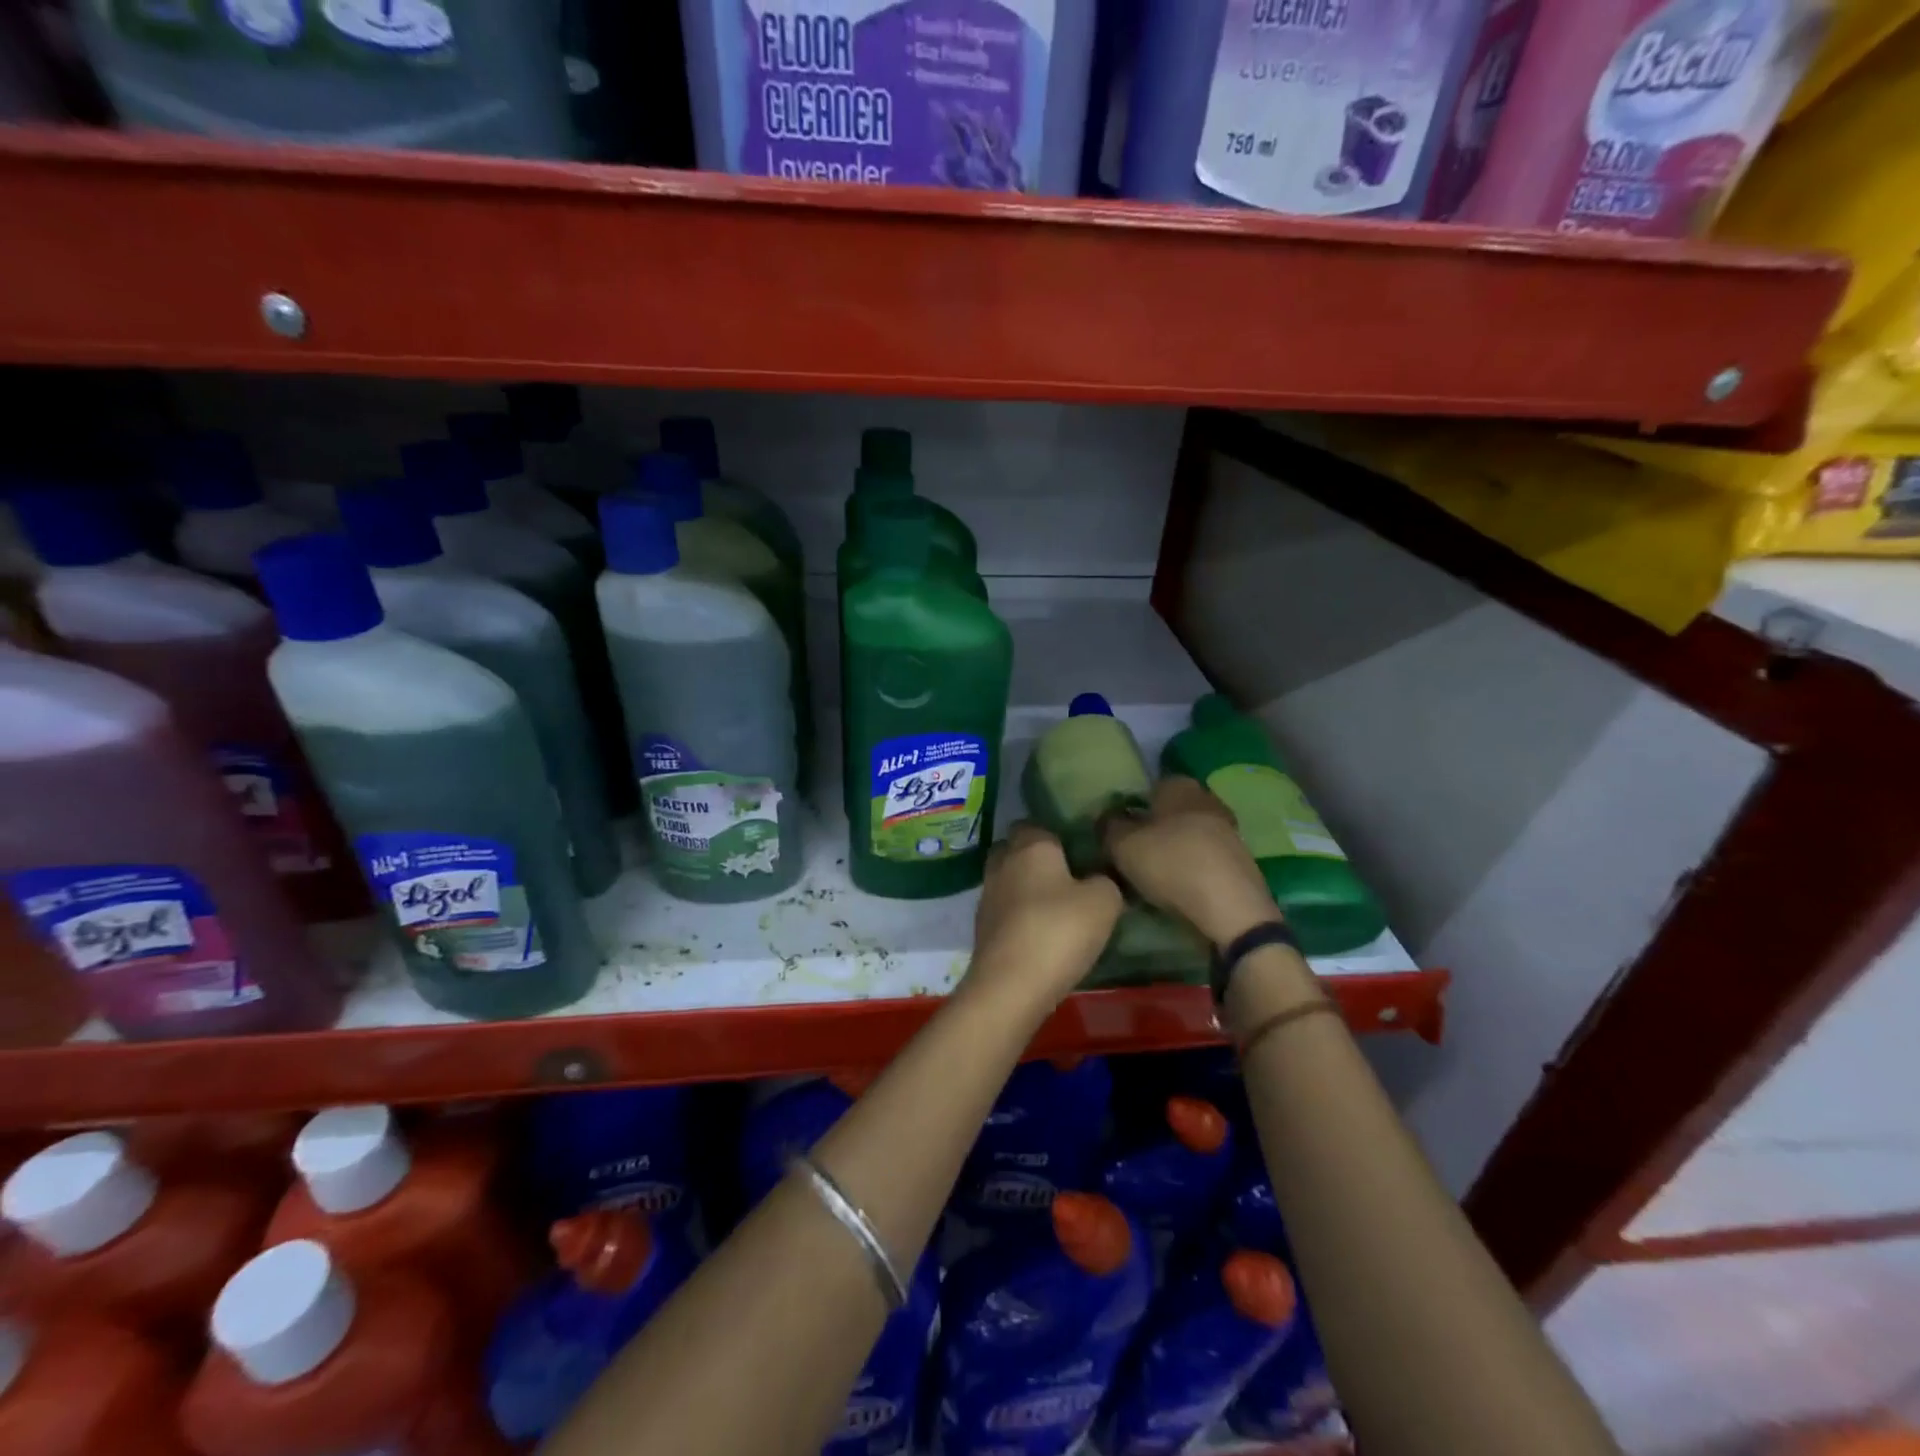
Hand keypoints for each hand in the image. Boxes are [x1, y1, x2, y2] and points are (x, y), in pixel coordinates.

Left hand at [965, 822, 1123, 1019]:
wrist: (1010, 985)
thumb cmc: (1059, 931)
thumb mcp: (1104, 902)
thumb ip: (1106, 880)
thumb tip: (1099, 879)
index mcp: (1030, 846)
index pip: (1036, 824)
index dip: (1055, 835)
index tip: (1077, 851)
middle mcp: (1002, 863)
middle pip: (1016, 849)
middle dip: (1036, 859)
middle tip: (1067, 878)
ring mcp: (987, 895)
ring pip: (1008, 880)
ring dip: (1026, 889)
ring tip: (1056, 909)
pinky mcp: (981, 927)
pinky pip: (1004, 910)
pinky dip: (1019, 916)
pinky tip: (1040, 933)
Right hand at [1104, 777, 1282, 946]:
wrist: (1232, 909)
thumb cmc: (1172, 864)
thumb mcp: (1122, 845)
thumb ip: (1109, 826)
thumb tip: (1107, 817)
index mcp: (1179, 786)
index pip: (1150, 784)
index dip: (1132, 804)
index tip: (1118, 827)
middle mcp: (1207, 798)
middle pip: (1171, 809)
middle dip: (1153, 826)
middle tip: (1132, 850)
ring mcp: (1228, 829)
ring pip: (1189, 832)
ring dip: (1173, 848)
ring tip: (1152, 874)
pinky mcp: (1240, 859)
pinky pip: (1205, 856)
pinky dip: (1191, 866)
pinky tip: (1178, 886)